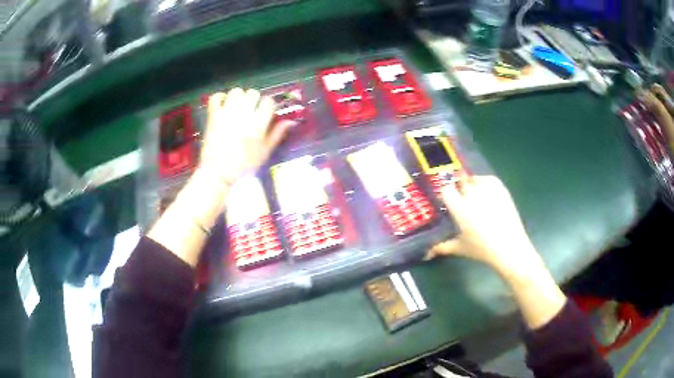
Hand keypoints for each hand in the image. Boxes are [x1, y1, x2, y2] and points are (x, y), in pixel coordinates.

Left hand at [199, 88, 290, 185]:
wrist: (218, 172)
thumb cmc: (243, 165)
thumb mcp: (264, 152)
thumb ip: (277, 134)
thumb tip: (290, 122)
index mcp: (258, 124)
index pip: (268, 102)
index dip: (268, 105)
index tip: (265, 111)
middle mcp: (243, 115)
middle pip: (252, 93)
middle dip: (254, 99)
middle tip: (251, 109)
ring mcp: (226, 114)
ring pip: (236, 92)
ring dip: (239, 96)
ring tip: (238, 105)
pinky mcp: (213, 116)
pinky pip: (216, 97)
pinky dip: (220, 97)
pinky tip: (224, 103)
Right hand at [428, 176, 565, 328]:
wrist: (510, 247)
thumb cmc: (482, 249)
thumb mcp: (460, 248)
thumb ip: (442, 247)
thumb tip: (427, 253)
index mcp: (460, 209)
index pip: (446, 190)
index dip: (446, 193)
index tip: (447, 200)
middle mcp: (472, 196)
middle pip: (461, 182)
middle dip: (459, 189)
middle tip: (462, 200)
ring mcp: (488, 191)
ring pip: (474, 179)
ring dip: (472, 184)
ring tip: (475, 195)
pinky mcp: (501, 189)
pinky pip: (489, 179)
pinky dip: (485, 182)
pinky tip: (485, 192)